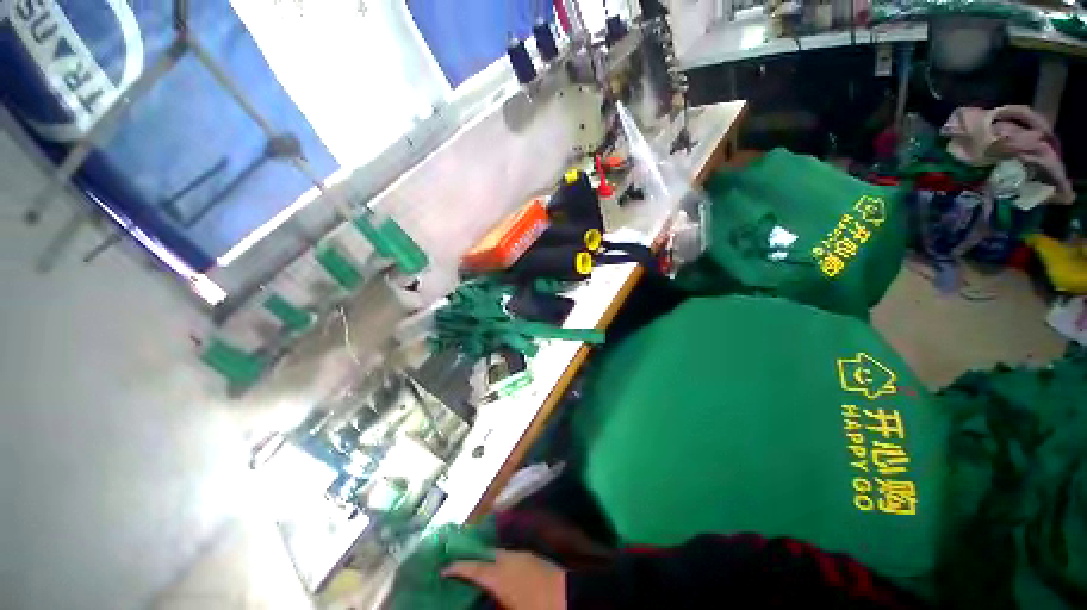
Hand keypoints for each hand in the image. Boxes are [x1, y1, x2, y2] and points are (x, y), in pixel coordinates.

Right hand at [443, 550, 566, 609]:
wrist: (571, 598)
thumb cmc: (537, 607)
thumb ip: (493, 602)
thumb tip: (478, 596)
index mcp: (501, 574)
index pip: (474, 568)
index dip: (457, 567)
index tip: (443, 569)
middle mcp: (510, 558)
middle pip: (486, 555)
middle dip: (472, 559)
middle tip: (457, 566)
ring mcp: (523, 555)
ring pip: (499, 554)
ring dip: (487, 560)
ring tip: (476, 570)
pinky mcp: (534, 558)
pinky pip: (510, 556)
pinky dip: (500, 561)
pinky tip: (499, 572)